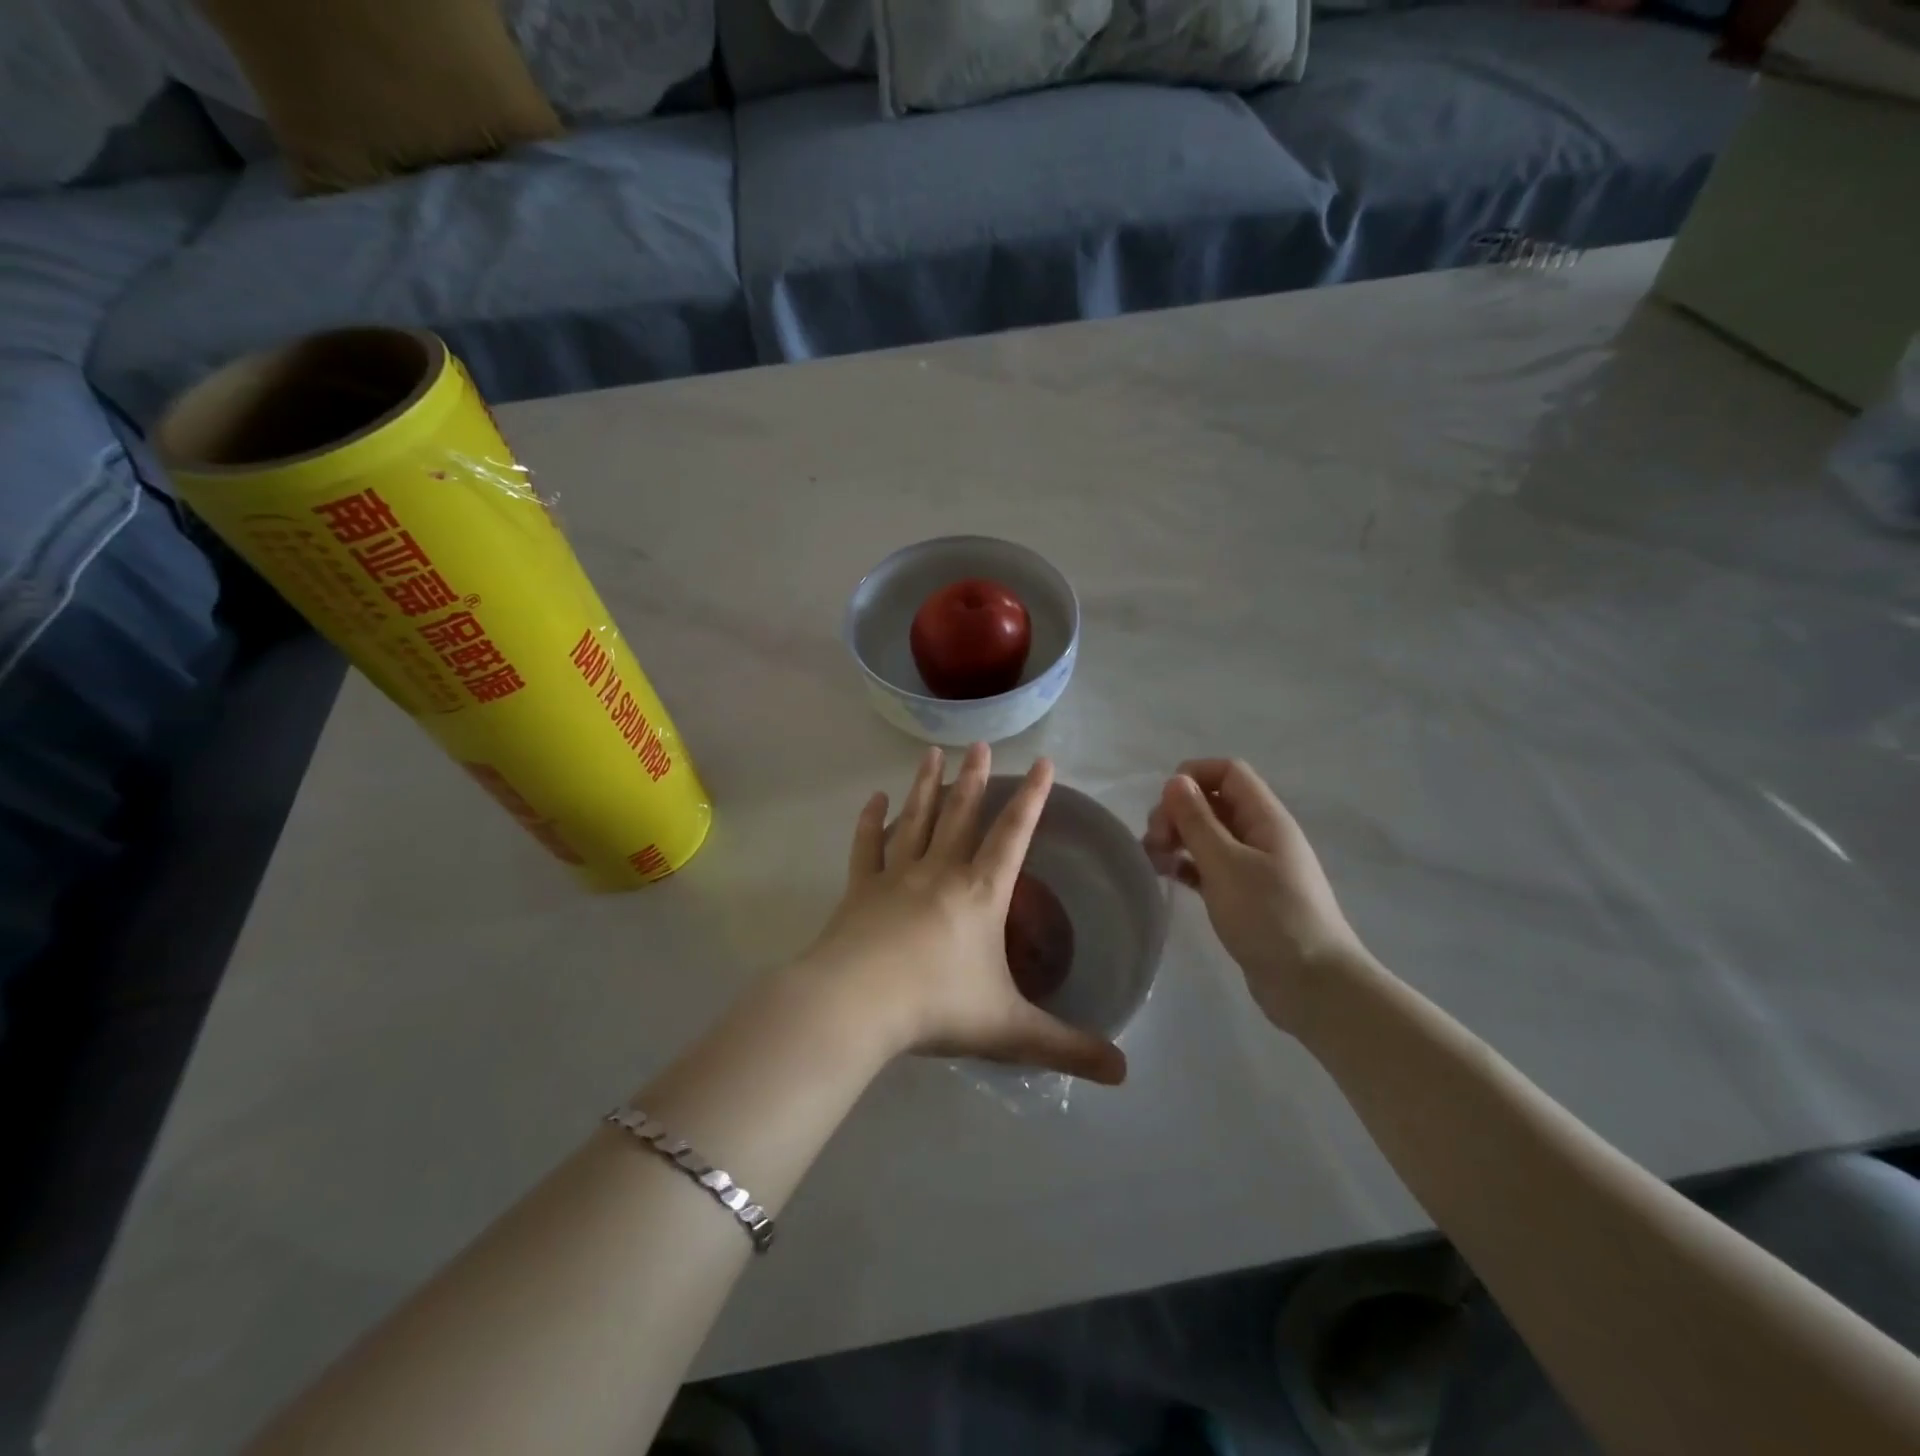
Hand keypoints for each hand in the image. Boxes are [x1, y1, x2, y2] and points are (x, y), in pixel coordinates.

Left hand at [801, 744, 1126, 1084]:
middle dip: (975, 778)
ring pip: (917, 818)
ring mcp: (896, 875)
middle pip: (962, 813)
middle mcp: (941, 871)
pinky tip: (874, 799)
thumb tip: (1124, 1072)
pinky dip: (871, 822)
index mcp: (981, 893)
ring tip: (933, 752)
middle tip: (979, 743)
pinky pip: (867, 846)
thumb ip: (1067, 1047)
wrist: (856, 1004)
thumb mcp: (1010, 1030)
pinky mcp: (860, 889)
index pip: (1014, 834)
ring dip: (926, 784)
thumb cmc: (937, 1007)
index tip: (1042, 762)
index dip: (1032, 797)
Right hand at [1143, 758, 1372, 1037]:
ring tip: (1152, 861)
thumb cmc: (1270, 917)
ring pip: (1209, 835)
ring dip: (1178, 839)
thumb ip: (1197, 820)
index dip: (1193, 776)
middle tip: (1154, 842)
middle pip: (1214, 802)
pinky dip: (1187, 865)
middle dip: (1178, 812)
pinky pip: (1210, 866)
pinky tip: (1167, 877)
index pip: (1228, 772)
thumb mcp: (1226, 864)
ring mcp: (1255, 867)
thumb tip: (1176, 781)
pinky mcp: (1246, 896)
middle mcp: (1262, 835)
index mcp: (1266, 818)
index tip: (1164, 804)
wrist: (1313, 985)